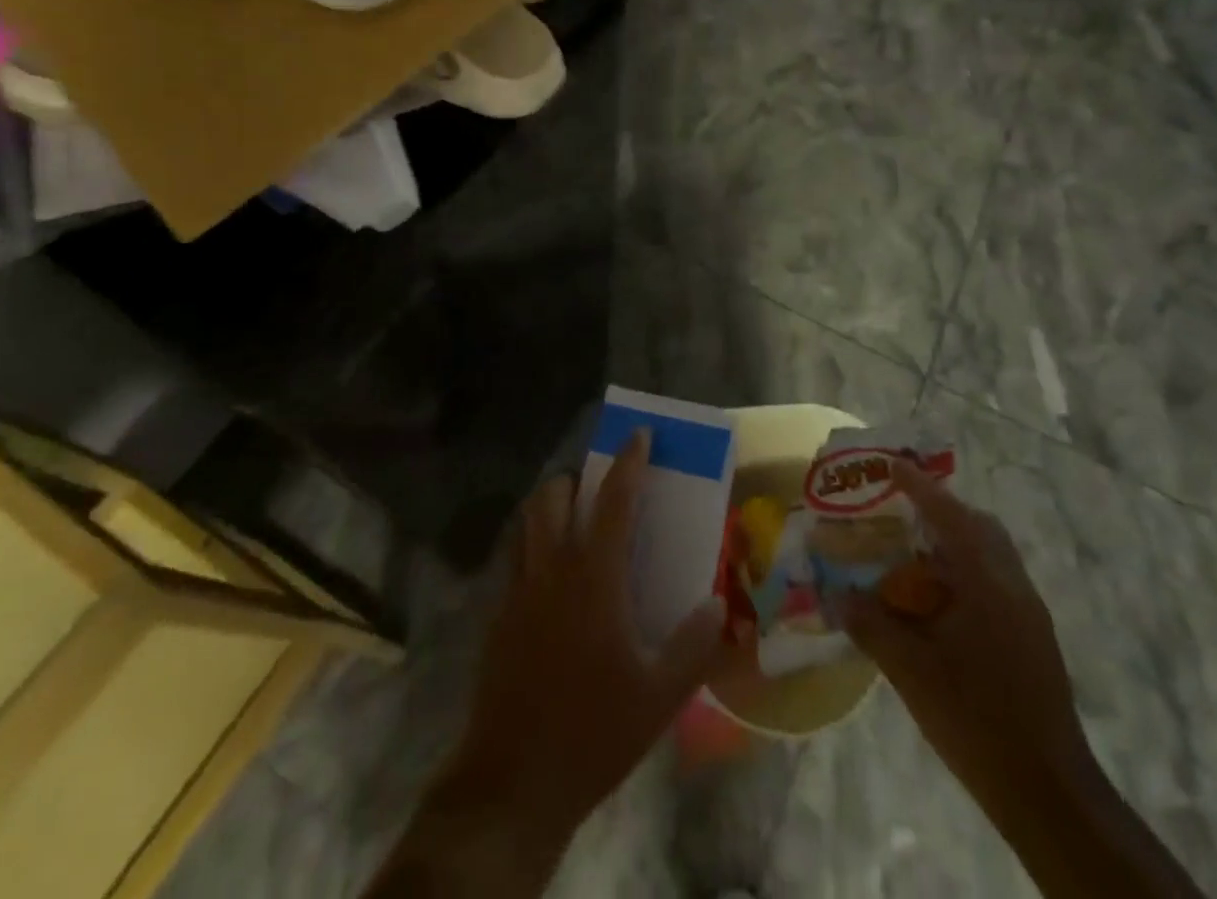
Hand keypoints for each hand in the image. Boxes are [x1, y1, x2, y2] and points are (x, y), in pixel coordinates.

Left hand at [451, 430, 747, 838]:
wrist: (513, 781)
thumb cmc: (594, 730)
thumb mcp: (660, 695)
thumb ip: (694, 644)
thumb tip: (718, 602)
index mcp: (594, 577)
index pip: (613, 501)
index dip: (628, 462)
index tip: (639, 434)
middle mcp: (552, 569)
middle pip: (553, 497)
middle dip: (578, 479)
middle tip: (602, 488)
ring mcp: (518, 591)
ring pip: (527, 522)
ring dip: (550, 506)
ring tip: (575, 522)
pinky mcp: (498, 616)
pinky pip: (514, 558)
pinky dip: (533, 544)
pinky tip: (552, 578)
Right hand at [843, 460, 1087, 807]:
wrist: (1048, 792)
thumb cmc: (976, 720)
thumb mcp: (911, 671)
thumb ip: (871, 626)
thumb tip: (837, 596)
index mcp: (987, 582)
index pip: (950, 515)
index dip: (919, 486)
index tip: (891, 464)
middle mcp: (1013, 585)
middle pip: (979, 526)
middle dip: (941, 509)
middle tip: (900, 509)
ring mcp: (1027, 612)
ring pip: (990, 554)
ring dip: (953, 542)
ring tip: (911, 552)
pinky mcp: (1031, 637)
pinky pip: (994, 580)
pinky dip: (963, 571)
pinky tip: (935, 600)